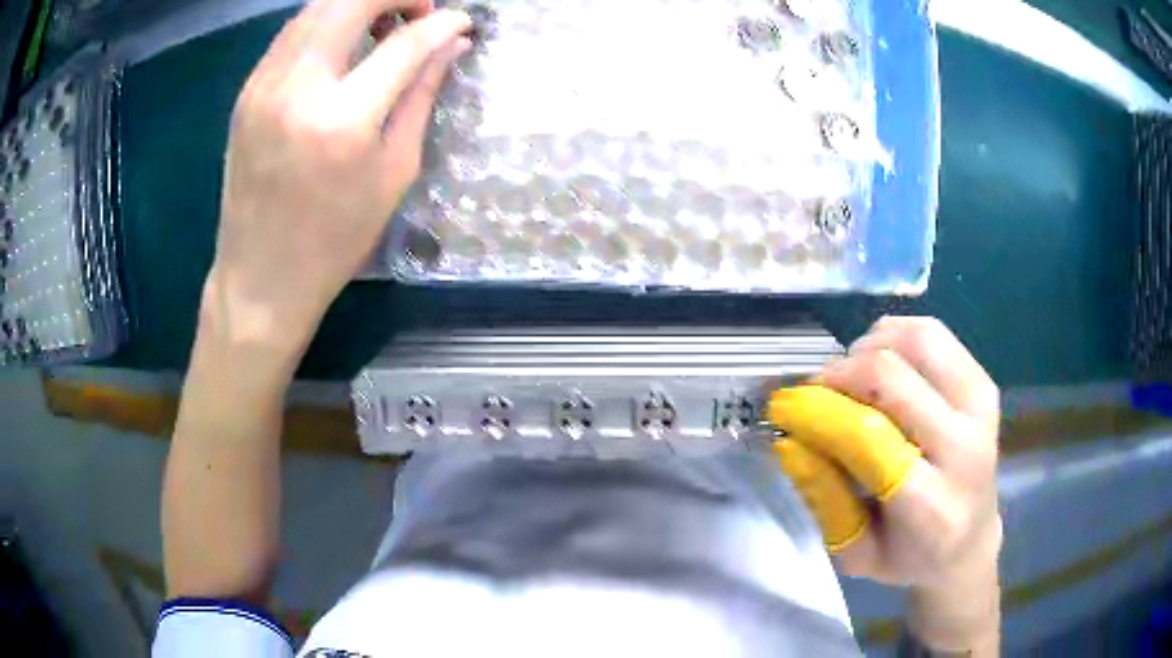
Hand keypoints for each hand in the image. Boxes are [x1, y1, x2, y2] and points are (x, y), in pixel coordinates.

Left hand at [204, 0, 471, 356]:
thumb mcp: (393, 173)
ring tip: (385, 23)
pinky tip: (345, 42)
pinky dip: (327, 21)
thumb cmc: (334, 240)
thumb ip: (421, 97)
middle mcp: (297, 89)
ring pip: (317, 6)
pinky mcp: (247, 91)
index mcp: (342, 122)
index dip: (442, 23)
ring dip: (359, 2)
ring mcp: (264, 85)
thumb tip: (452, 45)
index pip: (405, 42)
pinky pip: (293, 31)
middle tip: (420, 12)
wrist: (260, 278)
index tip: (462, 22)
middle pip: (352, 0)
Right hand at [769, 317, 1001, 649]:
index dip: (819, 410)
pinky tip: (881, 364)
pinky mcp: (984, 383)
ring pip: (915, 339)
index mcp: (931, 505)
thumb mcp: (855, 552)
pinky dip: (894, 337)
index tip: (785, 408)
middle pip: (890, 375)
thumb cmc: (909, 556)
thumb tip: (790, 437)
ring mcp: (980, 407)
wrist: (970, 540)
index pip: (868, 435)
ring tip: (851, 379)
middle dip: (838, 374)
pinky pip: (931, 333)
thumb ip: (824, 496)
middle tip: (815, 394)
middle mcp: (965, 447)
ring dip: (868, 350)